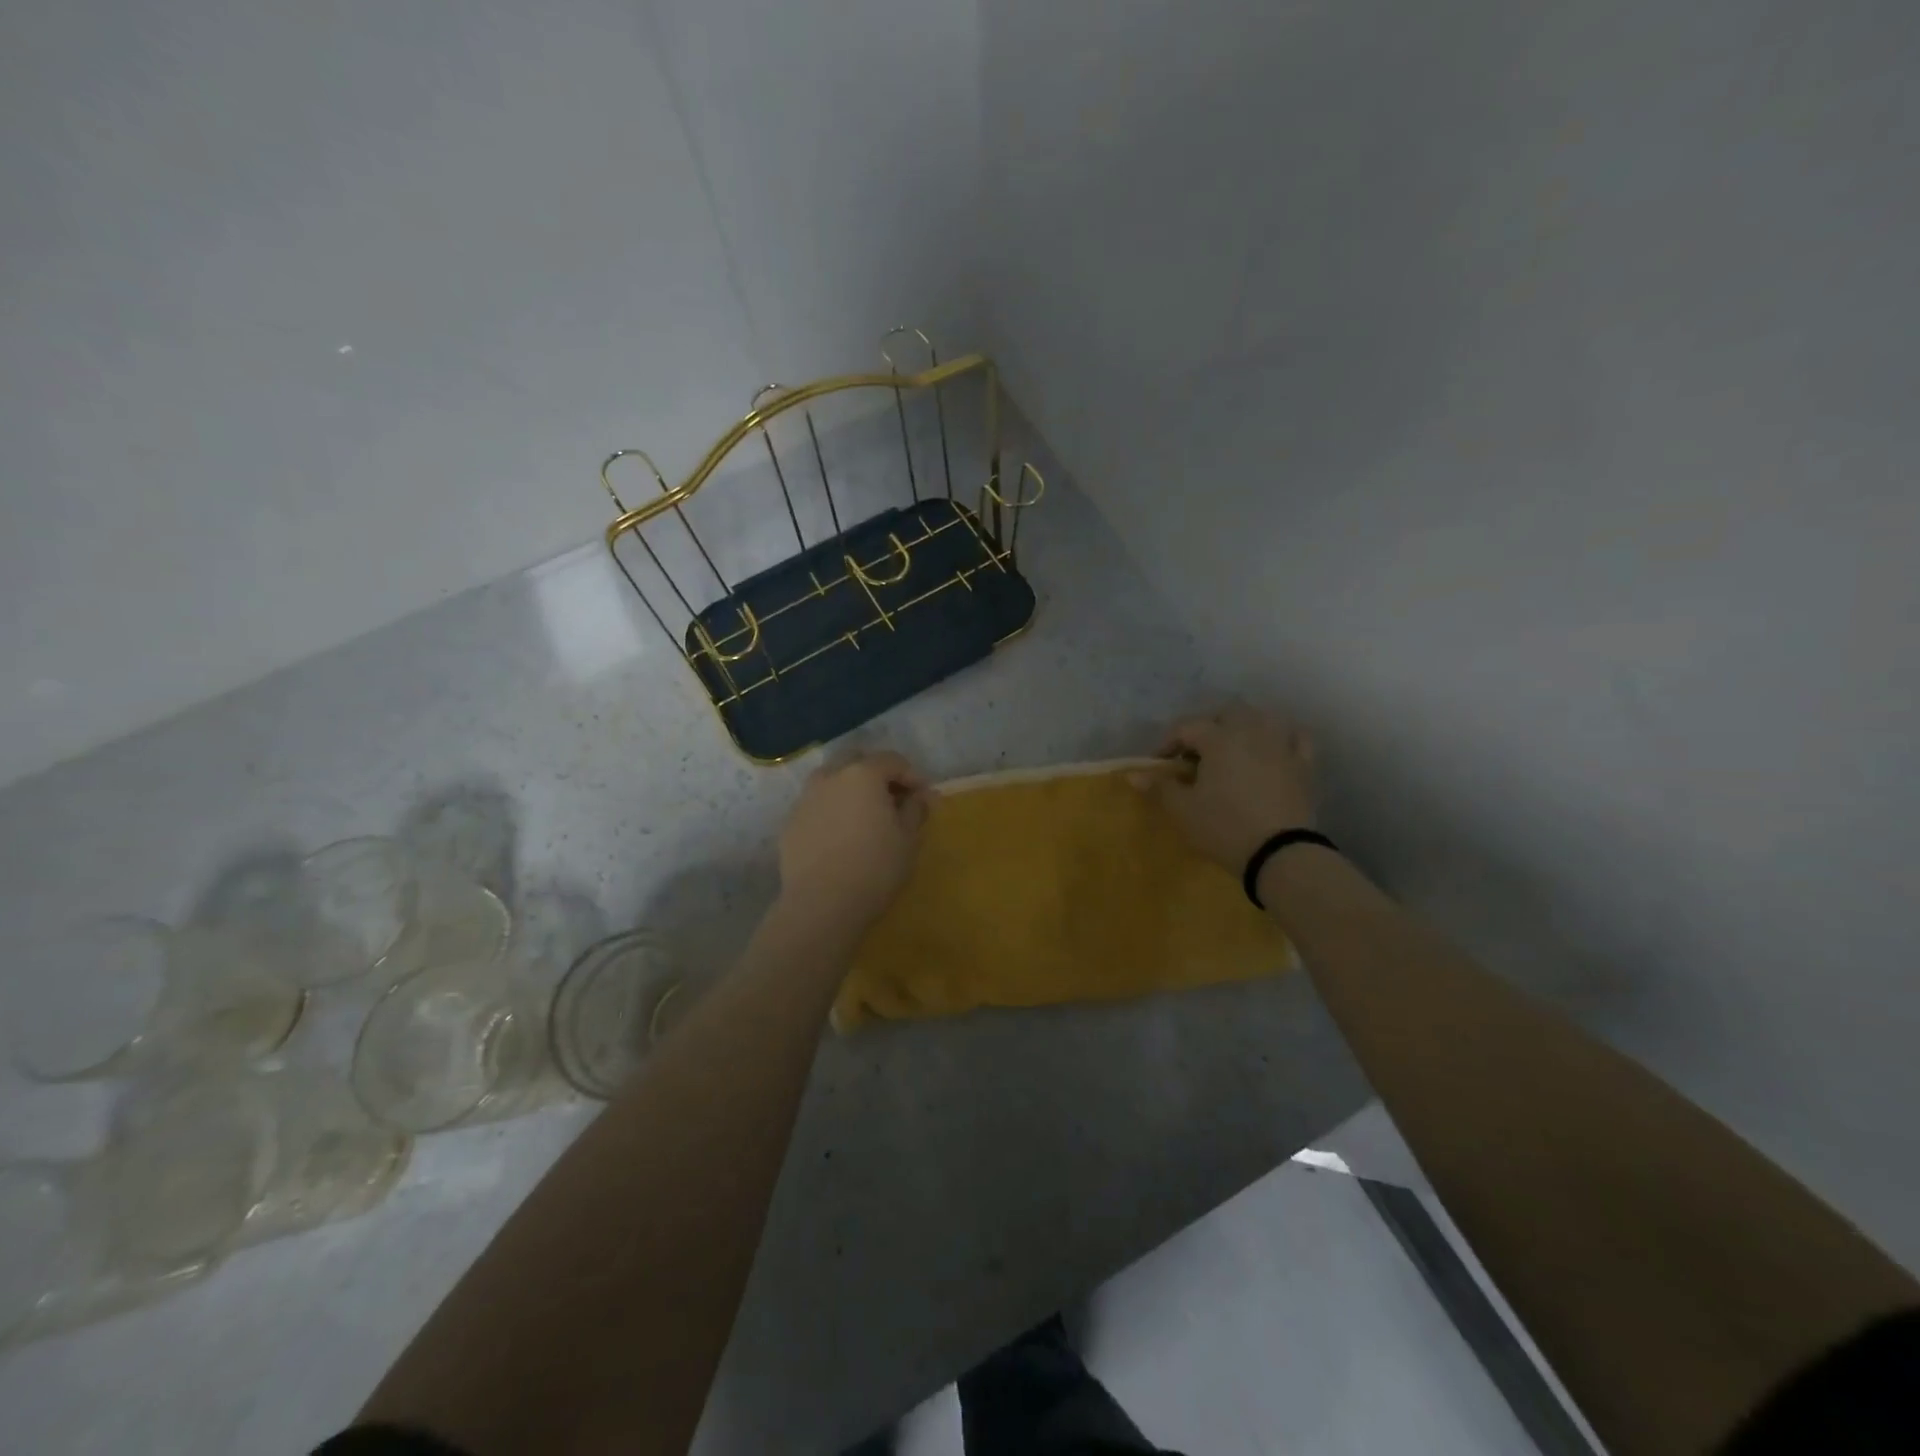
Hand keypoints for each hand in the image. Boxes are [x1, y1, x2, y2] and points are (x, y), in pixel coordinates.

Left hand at [778, 751, 931, 932]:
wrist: (822, 903)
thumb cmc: (875, 867)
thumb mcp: (908, 839)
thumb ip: (915, 810)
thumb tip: (920, 797)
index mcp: (863, 774)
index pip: (893, 761)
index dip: (912, 776)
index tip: (923, 799)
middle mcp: (830, 776)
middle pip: (858, 761)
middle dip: (878, 774)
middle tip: (893, 800)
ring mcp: (806, 798)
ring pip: (832, 780)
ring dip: (851, 789)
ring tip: (864, 817)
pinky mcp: (791, 822)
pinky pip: (817, 805)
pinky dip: (832, 810)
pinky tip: (841, 836)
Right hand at [1136, 707, 1317, 872]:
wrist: (1280, 853)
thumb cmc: (1224, 827)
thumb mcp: (1183, 810)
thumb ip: (1160, 788)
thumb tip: (1134, 775)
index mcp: (1219, 738)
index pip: (1187, 727)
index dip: (1168, 742)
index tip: (1158, 764)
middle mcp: (1252, 731)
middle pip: (1227, 712)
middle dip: (1209, 726)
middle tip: (1196, 753)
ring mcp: (1282, 745)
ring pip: (1263, 717)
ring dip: (1244, 726)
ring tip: (1233, 748)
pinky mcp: (1304, 765)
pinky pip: (1295, 738)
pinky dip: (1281, 738)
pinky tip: (1273, 750)